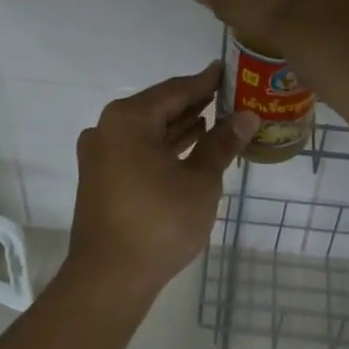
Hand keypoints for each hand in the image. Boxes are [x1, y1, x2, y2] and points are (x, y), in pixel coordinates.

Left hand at [67, 62, 258, 299]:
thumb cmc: (159, 222)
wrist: (110, 278)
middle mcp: (107, 129)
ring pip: (148, 131)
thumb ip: (221, 144)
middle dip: (195, 104)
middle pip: (159, 108)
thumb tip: (247, 117)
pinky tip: (192, 147)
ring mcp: (101, 155)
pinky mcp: (102, 178)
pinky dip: (165, 147)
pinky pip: (139, 151)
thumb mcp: (200, 181)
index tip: (228, 70)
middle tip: (231, 96)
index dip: (205, 82)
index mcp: (127, 119)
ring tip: (218, 120)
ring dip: (181, 126)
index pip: (175, 90)